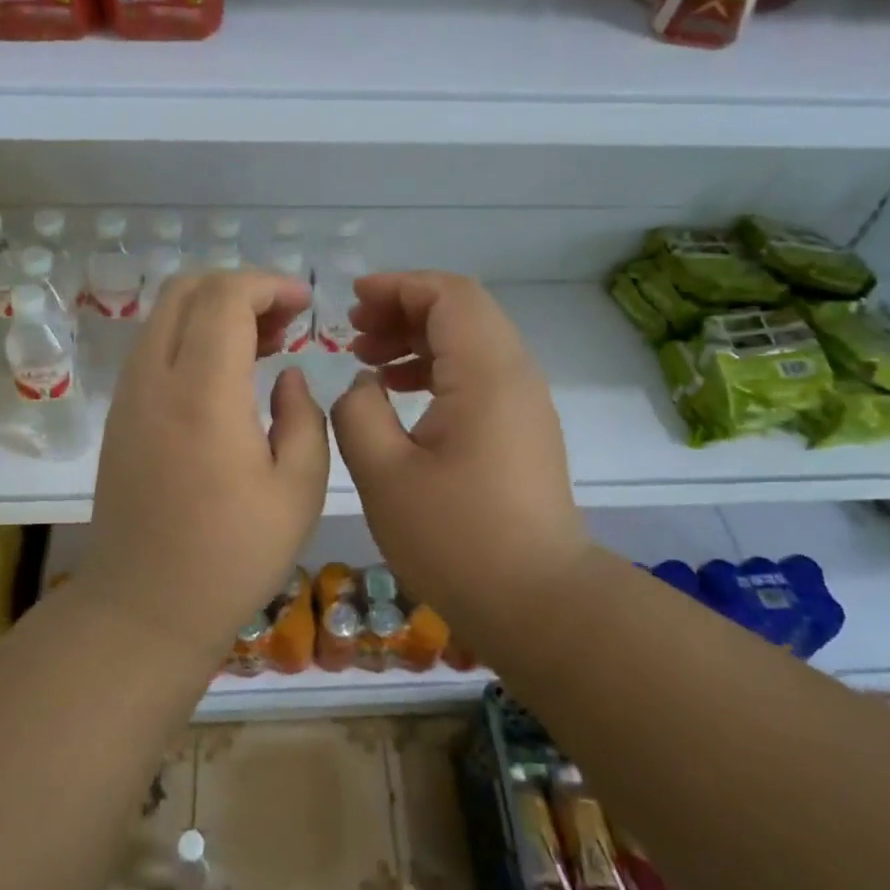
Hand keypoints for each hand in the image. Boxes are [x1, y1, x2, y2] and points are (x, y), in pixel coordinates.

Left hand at [85, 270, 328, 646]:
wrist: (145, 608)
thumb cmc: (232, 556)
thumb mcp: (298, 490)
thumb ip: (303, 417)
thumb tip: (286, 375)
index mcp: (202, 393)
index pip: (224, 297)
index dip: (268, 285)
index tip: (304, 304)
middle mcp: (154, 380)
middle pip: (186, 290)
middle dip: (240, 287)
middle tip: (285, 320)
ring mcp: (129, 397)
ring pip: (165, 316)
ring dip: (215, 311)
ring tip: (264, 344)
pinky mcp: (120, 417)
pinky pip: (154, 349)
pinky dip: (192, 338)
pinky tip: (228, 376)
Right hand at [330, 272, 589, 628]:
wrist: (537, 603)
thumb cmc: (456, 539)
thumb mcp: (383, 474)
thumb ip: (358, 412)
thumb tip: (364, 385)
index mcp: (486, 372)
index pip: (448, 295)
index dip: (397, 287)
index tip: (352, 302)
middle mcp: (514, 374)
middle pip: (462, 311)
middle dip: (404, 310)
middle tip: (355, 334)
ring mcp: (524, 403)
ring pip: (470, 343)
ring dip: (418, 340)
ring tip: (368, 362)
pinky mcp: (523, 430)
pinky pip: (478, 376)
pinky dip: (436, 370)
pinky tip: (399, 396)